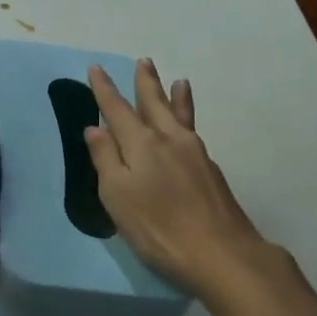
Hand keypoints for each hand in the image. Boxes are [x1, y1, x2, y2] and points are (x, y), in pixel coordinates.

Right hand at [85, 60, 281, 295]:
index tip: (96, 68)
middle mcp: (169, 139)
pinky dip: (189, 117)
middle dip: (145, 83)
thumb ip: (106, 159)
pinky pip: (194, 131)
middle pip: (154, 104)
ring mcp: (195, 154)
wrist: (221, 253)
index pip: (117, 109)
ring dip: (174, 96)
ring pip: (180, 115)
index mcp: (141, 143)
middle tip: (144, 62)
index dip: (104, 89)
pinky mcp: (211, 171)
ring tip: (179, 81)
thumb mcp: (117, 195)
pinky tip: (188, 126)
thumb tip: (95, 128)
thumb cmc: (158, 227)